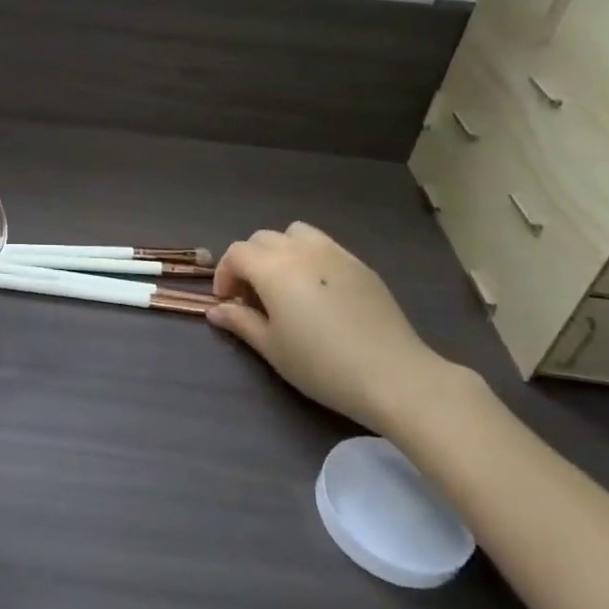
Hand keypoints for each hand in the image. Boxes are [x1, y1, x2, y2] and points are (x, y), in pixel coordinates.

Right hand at [207, 223, 476, 433]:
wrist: (392, 375)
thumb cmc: (321, 365)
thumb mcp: (272, 348)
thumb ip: (241, 322)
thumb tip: (216, 310)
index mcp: (273, 268)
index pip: (237, 253)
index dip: (225, 274)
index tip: (228, 303)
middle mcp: (301, 250)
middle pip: (262, 238)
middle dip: (249, 262)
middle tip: (253, 297)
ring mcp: (335, 253)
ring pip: (295, 234)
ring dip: (280, 251)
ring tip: (285, 284)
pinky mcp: (360, 264)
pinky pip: (324, 246)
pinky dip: (309, 257)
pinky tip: (318, 292)